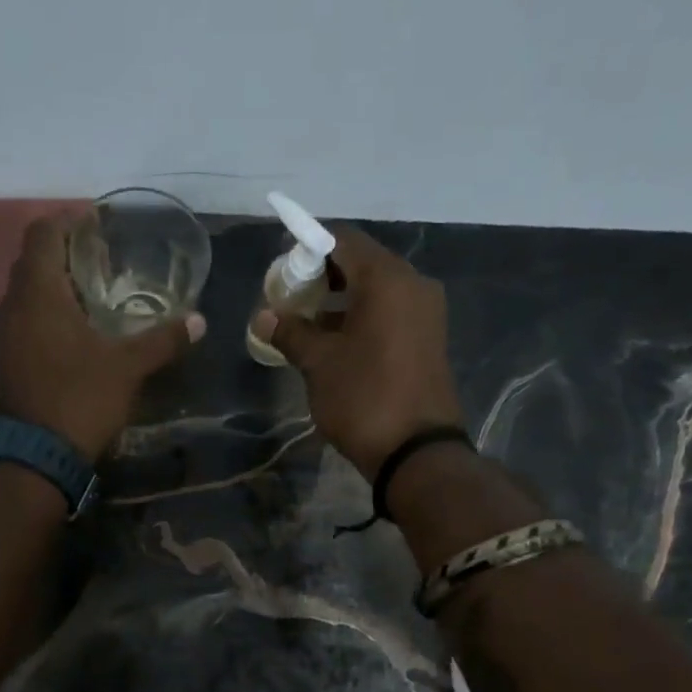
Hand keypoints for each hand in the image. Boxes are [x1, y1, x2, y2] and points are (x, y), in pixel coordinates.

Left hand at [0, 215, 204, 461]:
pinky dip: (45, 318)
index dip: (69, 221)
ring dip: (53, 289)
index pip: (44, 233)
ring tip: (90, 298)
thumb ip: (162, 340)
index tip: (96, 223)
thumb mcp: (127, 369)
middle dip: (64, 254)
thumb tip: (199, 321)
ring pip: (26, 295)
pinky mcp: (3, 363)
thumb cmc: (79, 399)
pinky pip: (23, 324)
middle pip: (33, 262)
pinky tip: (71, 337)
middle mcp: (12, 305)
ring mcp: (2, 336)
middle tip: (100, 261)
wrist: (31, 457)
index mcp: (39, 292)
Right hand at [254, 226, 462, 479]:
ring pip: (376, 290)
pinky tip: (335, 342)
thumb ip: (290, 332)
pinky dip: (361, 318)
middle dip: (322, 277)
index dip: (307, 248)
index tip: (281, 272)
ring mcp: (426, 312)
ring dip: (341, 300)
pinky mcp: (428, 338)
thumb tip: (263, 316)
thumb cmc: (364, 398)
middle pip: (361, 263)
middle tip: (290, 301)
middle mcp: (413, 284)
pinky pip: (390, 313)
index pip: (342, 240)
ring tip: (307, 325)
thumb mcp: (319, 364)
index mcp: (387, 279)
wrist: (417, 452)